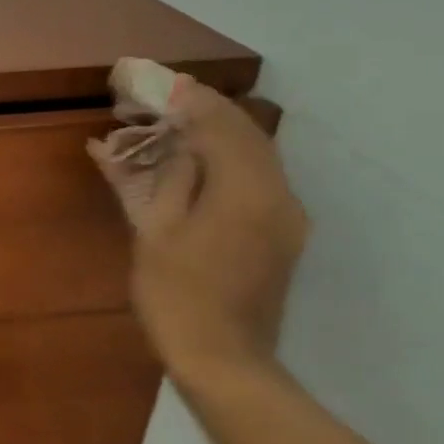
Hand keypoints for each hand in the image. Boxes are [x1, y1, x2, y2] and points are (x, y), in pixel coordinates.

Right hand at [103, 80, 307, 385]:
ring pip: (255, 157)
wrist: (224, 361)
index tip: (164, 82)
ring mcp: (286, 218)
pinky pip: (256, 182)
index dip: (193, 101)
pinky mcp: (281, 236)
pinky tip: (196, 165)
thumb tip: (169, 145)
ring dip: (218, 136)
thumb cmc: (178, 297)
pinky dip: (226, 163)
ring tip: (178, 126)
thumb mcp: (157, 234)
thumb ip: (167, 180)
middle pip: (247, 136)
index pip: (223, 126)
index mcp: (247, 192)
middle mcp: (279, 196)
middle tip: (168, 99)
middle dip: (207, 113)